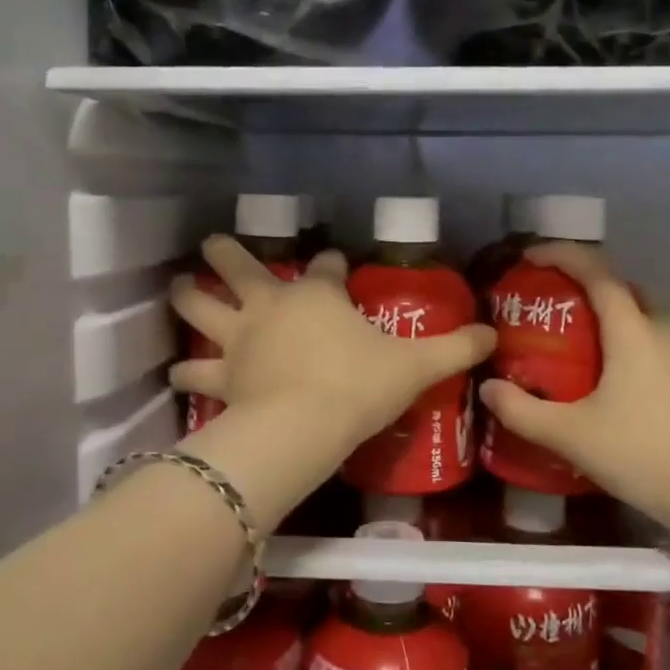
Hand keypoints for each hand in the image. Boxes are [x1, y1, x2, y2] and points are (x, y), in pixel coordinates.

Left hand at [171, 237, 496, 450]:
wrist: (305, 425)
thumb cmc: (358, 386)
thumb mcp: (415, 366)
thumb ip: (453, 348)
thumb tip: (492, 334)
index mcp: (316, 295)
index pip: (325, 268)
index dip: (329, 263)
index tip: (333, 262)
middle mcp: (270, 306)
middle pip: (240, 266)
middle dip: (227, 253)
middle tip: (213, 244)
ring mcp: (240, 338)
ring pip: (202, 306)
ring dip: (188, 295)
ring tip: (179, 286)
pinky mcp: (221, 375)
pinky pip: (195, 370)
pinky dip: (186, 370)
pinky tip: (176, 371)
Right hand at [478, 243, 669, 522]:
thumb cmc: (642, 453)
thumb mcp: (570, 435)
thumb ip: (522, 411)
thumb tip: (488, 388)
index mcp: (632, 331)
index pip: (597, 271)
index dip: (562, 254)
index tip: (530, 256)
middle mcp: (663, 331)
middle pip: (625, 287)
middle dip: (588, 282)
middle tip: (555, 302)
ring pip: (645, 315)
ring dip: (612, 314)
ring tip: (578, 341)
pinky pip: (656, 343)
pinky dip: (630, 341)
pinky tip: (611, 379)